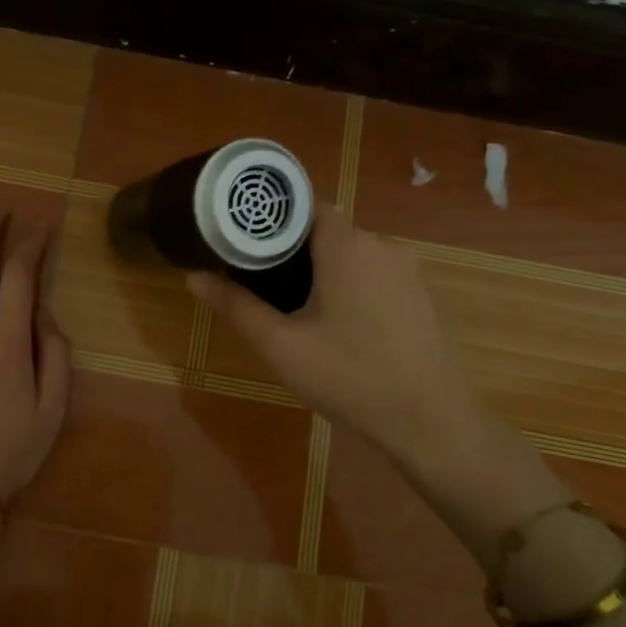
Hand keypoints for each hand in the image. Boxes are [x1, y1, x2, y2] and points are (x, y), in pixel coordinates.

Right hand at [187, 207, 474, 459]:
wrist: (432, 422)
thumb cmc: (350, 377)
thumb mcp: (282, 346)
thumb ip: (236, 307)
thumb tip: (193, 277)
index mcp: (347, 246)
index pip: (305, 205)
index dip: (272, 219)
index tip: (244, 242)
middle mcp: (381, 245)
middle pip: (326, 230)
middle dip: (292, 249)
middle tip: (259, 281)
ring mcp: (407, 270)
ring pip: (351, 253)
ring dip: (322, 269)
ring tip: (292, 305)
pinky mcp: (419, 294)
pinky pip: (373, 273)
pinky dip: (349, 285)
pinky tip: (336, 324)